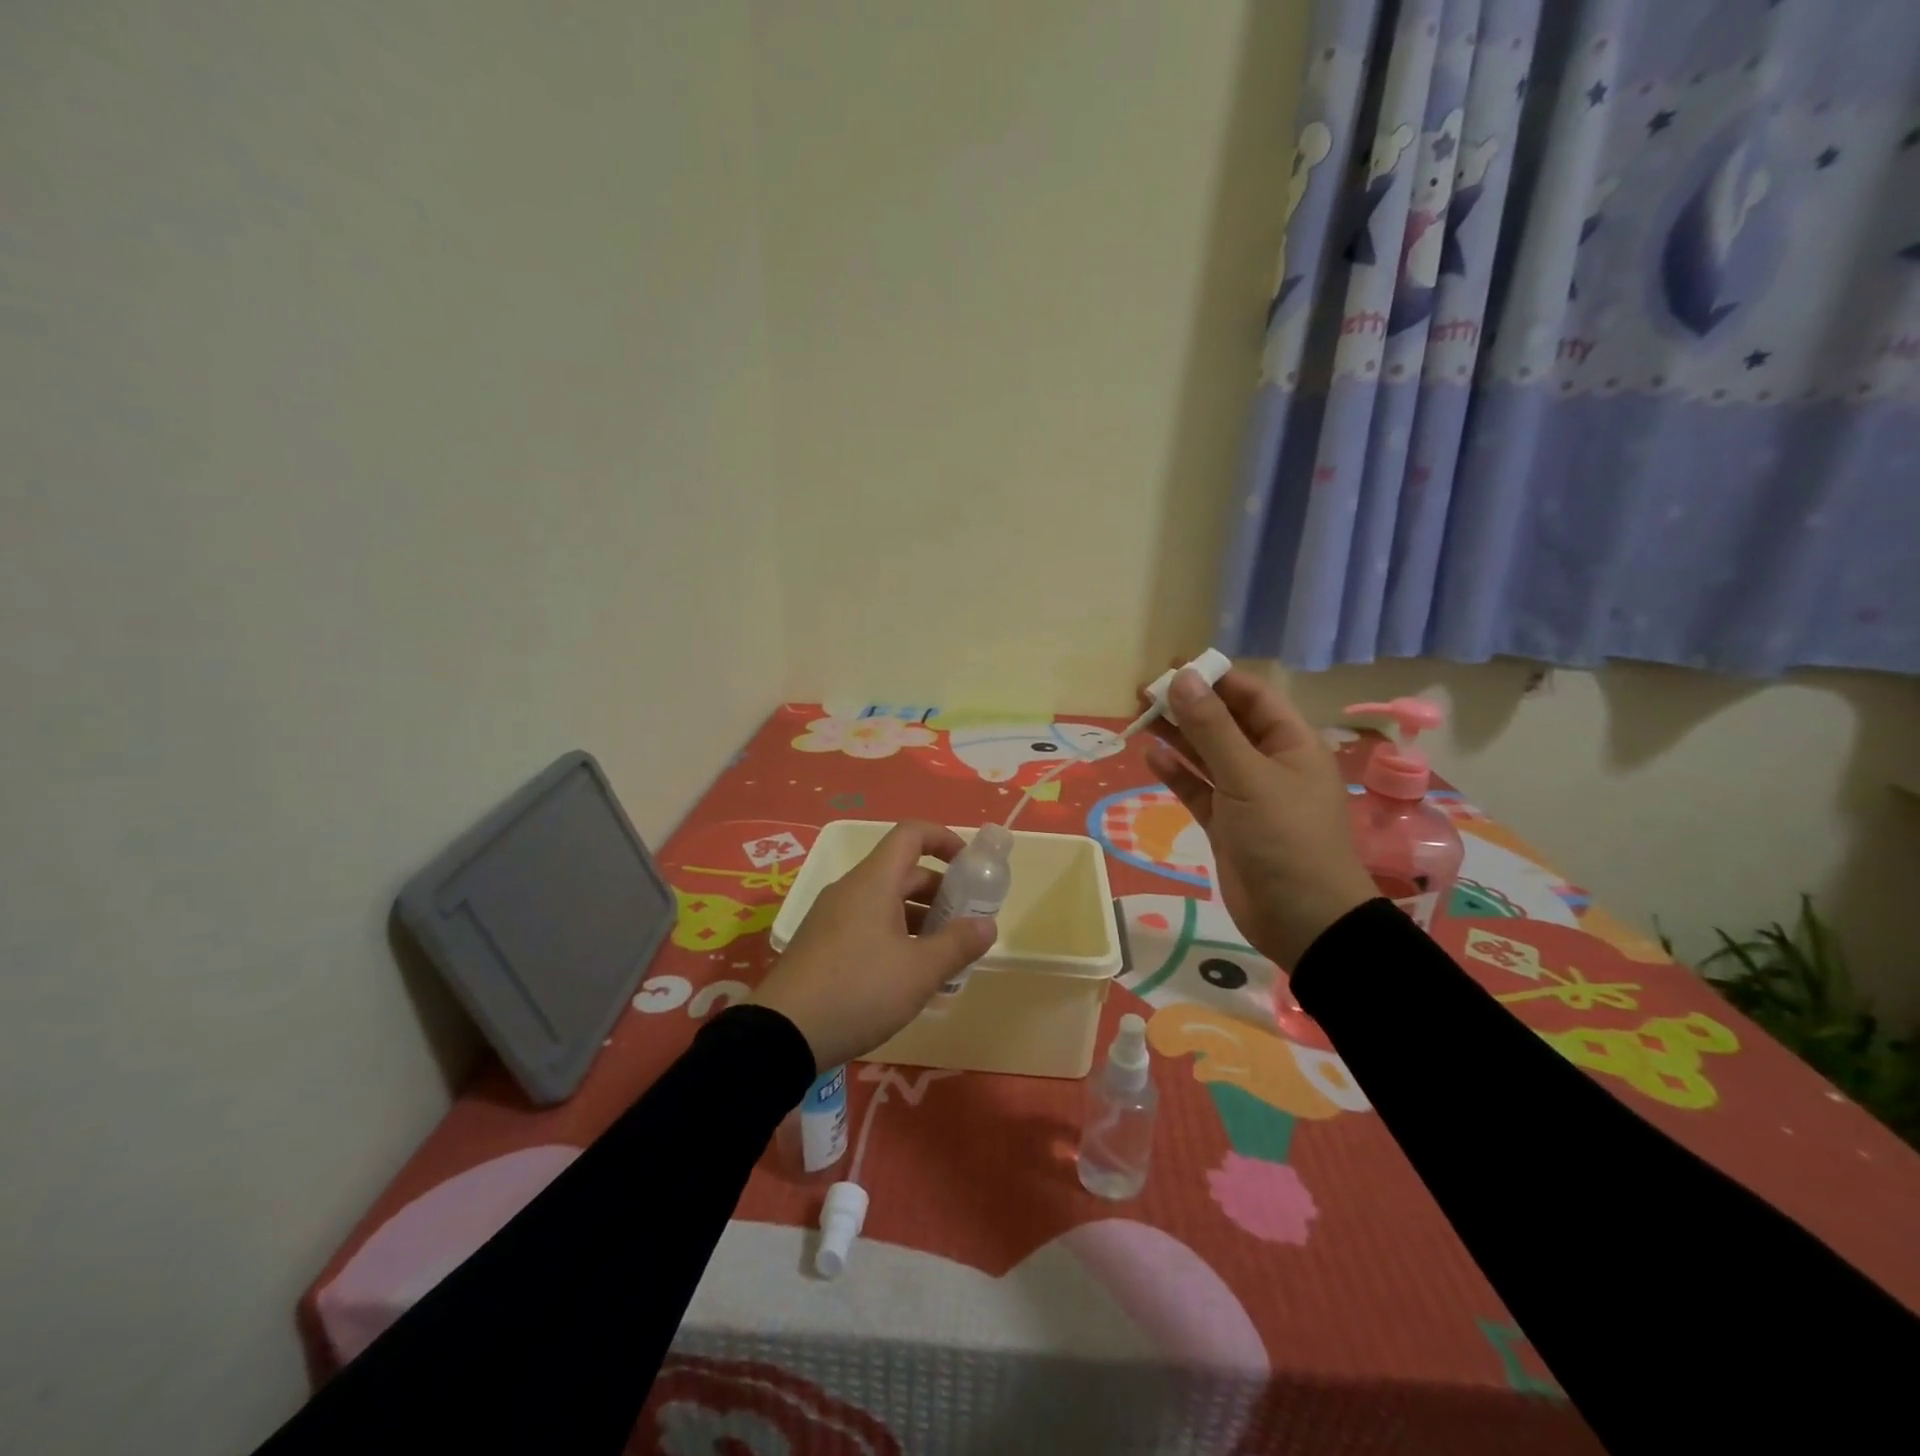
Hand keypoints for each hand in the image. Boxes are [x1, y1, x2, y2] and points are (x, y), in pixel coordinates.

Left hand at [751, 820, 997, 1071]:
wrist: (781, 1034)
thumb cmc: (858, 990)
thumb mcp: (919, 972)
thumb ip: (957, 944)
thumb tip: (987, 924)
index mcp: (873, 881)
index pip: (911, 834)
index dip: (944, 839)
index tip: (970, 867)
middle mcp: (850, 890)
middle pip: (902, 871)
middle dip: (939, 890)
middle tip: (965, 922)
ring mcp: (831, 917)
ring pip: (884, 901)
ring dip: (918, 917)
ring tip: (943, 954)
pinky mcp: (821, 945)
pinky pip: (867, 925)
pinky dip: (895, 935)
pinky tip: (908, 975)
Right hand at [1141, 666, 1376, 968]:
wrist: (1303, 920)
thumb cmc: (1285, 838)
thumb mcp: (1248, 777)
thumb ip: (1211, 728)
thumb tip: (1183, 679)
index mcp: (1290, 743)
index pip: (1251, 696)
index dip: (1215, 678)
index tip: (1173, 667)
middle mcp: (1269, 763)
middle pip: (1225, 723)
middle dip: (1189, 705)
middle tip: (1144, 691)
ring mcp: (1246, 795)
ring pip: (1207, 755)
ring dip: (1177, 736)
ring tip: (1140, 715)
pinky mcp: (1226, 824)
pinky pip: (1198, 790)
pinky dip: (1176, 773)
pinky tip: (1151, 756)